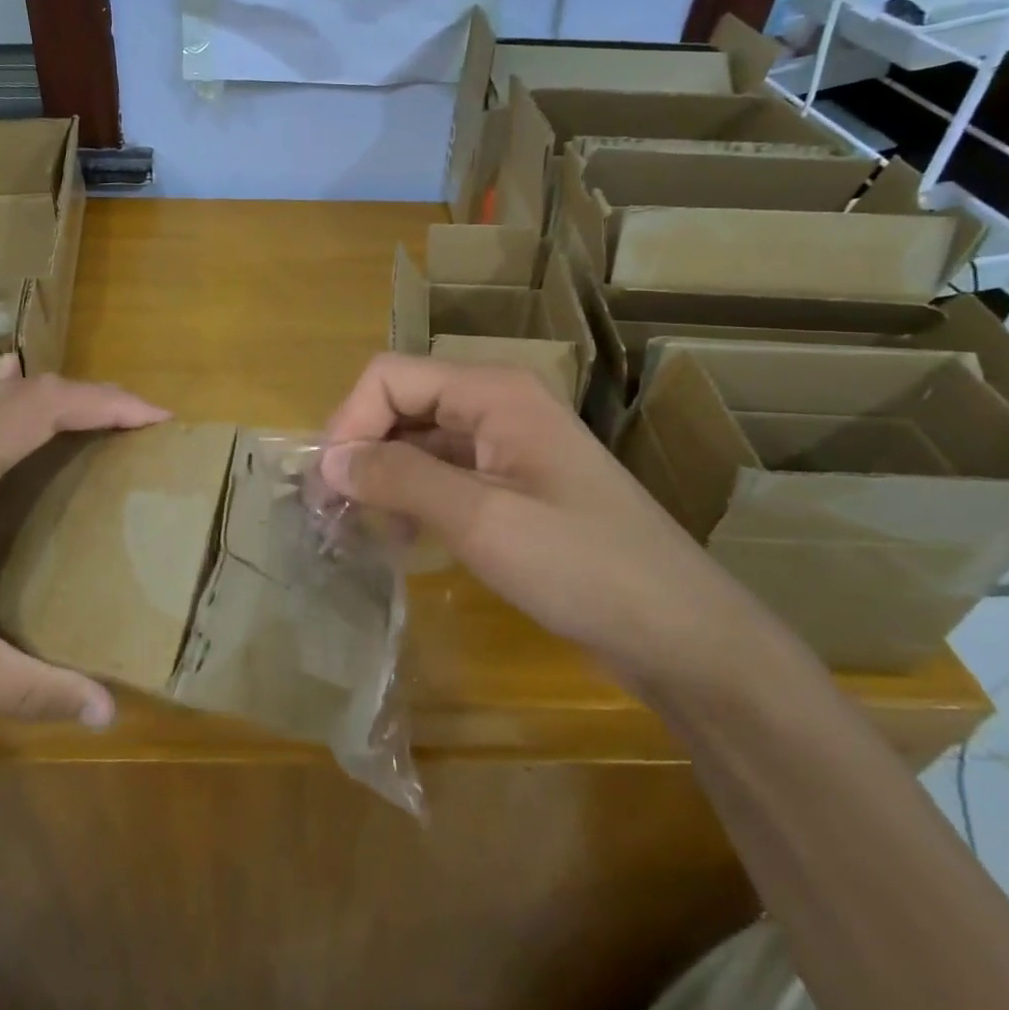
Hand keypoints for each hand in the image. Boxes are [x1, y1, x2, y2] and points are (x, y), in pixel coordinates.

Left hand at [0, 361, 167, 768]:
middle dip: (86, 395)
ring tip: (94, 420)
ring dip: (45, 400)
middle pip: (17, 394)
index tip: (156, 418)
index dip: (103, 403)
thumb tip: (108, 712)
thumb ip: (28, 688)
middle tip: (138, 423)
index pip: (37, 411)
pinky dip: (3, 411)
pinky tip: (6, 414)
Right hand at [322, 354, 767, 692]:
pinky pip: (442, 471)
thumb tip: (331, 460)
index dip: (349, 422)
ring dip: (382, 475)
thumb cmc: (582, 566)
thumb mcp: (482, 520)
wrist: (680, 632)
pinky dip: (412, 496)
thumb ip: (400, 479)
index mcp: (492, 391)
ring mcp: (505, 443)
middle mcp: (495, 403)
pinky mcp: (511, 482)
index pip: (390, 377)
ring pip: (418, 439)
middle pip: (401, 403)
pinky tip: (403, 538)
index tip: (328, 486)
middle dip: (361, 449)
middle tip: (331, 513)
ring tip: (358, 528)